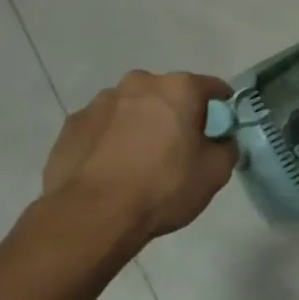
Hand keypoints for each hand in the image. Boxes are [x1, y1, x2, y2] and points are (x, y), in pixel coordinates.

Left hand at [41, 71, 236, 257]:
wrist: (92, 215)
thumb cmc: (163, 187)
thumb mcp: (215, 172)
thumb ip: (226, 147)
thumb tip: (220, 141)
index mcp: (178, 88)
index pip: (212, 87)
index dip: (221, 108)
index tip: (221, 129)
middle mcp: (138, 84)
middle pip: (168, 94)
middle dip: (176, 114)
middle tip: (179, 147)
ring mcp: (100, 102)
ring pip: (132, 108)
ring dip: (141, 124)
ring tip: (140, 161)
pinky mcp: (72, 124)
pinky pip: (103, 127)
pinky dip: (111, 139)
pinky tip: (112, 169)